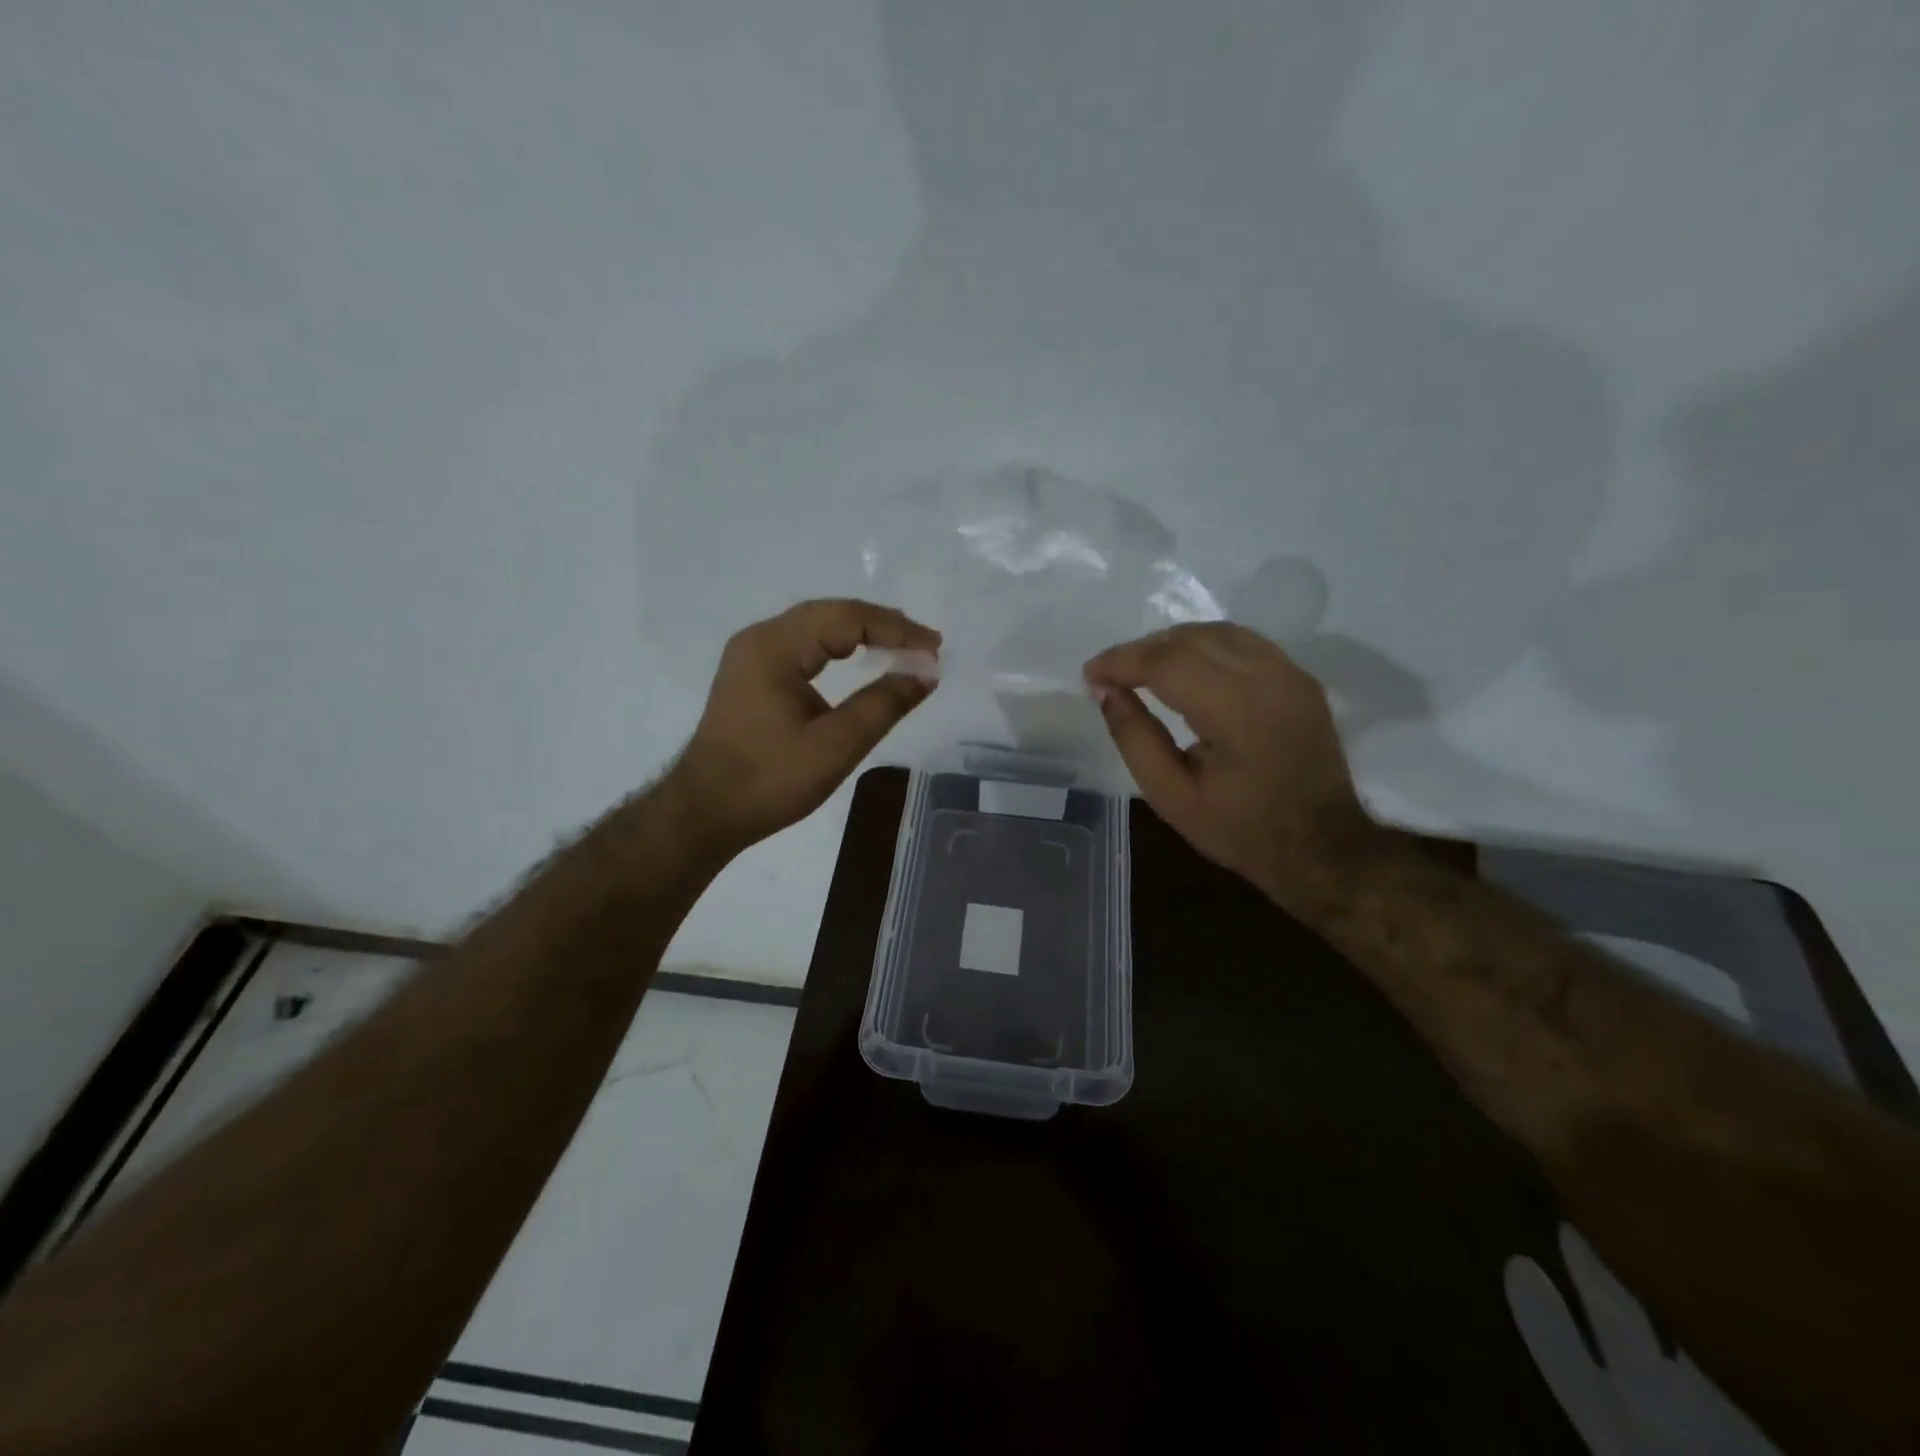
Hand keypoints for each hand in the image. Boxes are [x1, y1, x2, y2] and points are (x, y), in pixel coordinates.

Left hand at [668, 599, 940, 856]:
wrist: (704, 811)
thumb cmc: (770, 780)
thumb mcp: (836, 745)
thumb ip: (884, 704)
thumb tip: (926, 674)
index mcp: (775, 647)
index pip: (847, 619)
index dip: (896, 630)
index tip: (934, 649)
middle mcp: (760, 638)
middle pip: (831, 613)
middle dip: (882, 625)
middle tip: (925, 644)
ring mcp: (751, 654)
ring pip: (816, 626)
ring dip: (861, 633)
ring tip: (903, 647)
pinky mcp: (751, 673)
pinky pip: (803, 644)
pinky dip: (838, 646)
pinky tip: (860, 657)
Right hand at [1083, 622, 1379, 904]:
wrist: (1322, 846)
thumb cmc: (1240, 830)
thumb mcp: (1171, 796)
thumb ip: (1134, 738)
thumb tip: (1105, 691)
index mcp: (1237, 714)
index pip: (1168, 663)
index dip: (1122, 661)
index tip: (1089, 675)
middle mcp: (1269, 680)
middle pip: (1192, 638)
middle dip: (1142, 649)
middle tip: (1109, 674)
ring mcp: (1291, 674)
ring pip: (1219, 632)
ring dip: (1172, 642)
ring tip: (1141, 668)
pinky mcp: (1300, 678)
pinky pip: (1244, 643)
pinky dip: (1204, 645)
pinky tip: (1184, 666)